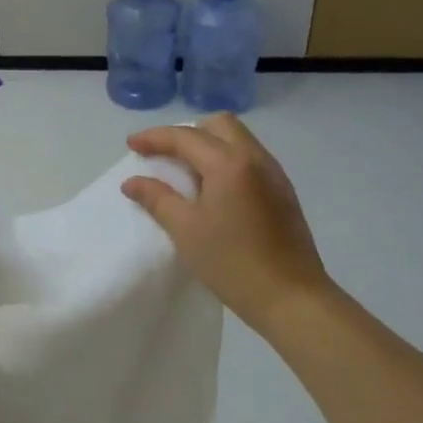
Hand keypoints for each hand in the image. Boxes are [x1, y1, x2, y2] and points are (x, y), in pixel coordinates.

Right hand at [122, 115, 332, 332]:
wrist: (290, 296)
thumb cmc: (232, 263)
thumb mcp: (186, 231)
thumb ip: (158, 199)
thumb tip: (133, 181)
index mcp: (229, 163)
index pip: (186, 137)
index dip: (155, 138)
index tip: (132, 145)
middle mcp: (255, 158)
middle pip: (219, 125)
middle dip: (187, 133)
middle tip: (163, 155)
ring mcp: (274, 174)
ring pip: (238, 139)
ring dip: (208, 144)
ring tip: (185, 171)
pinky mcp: (282, 191)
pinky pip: (250, 158)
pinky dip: (226, 160)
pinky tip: (213, 189)